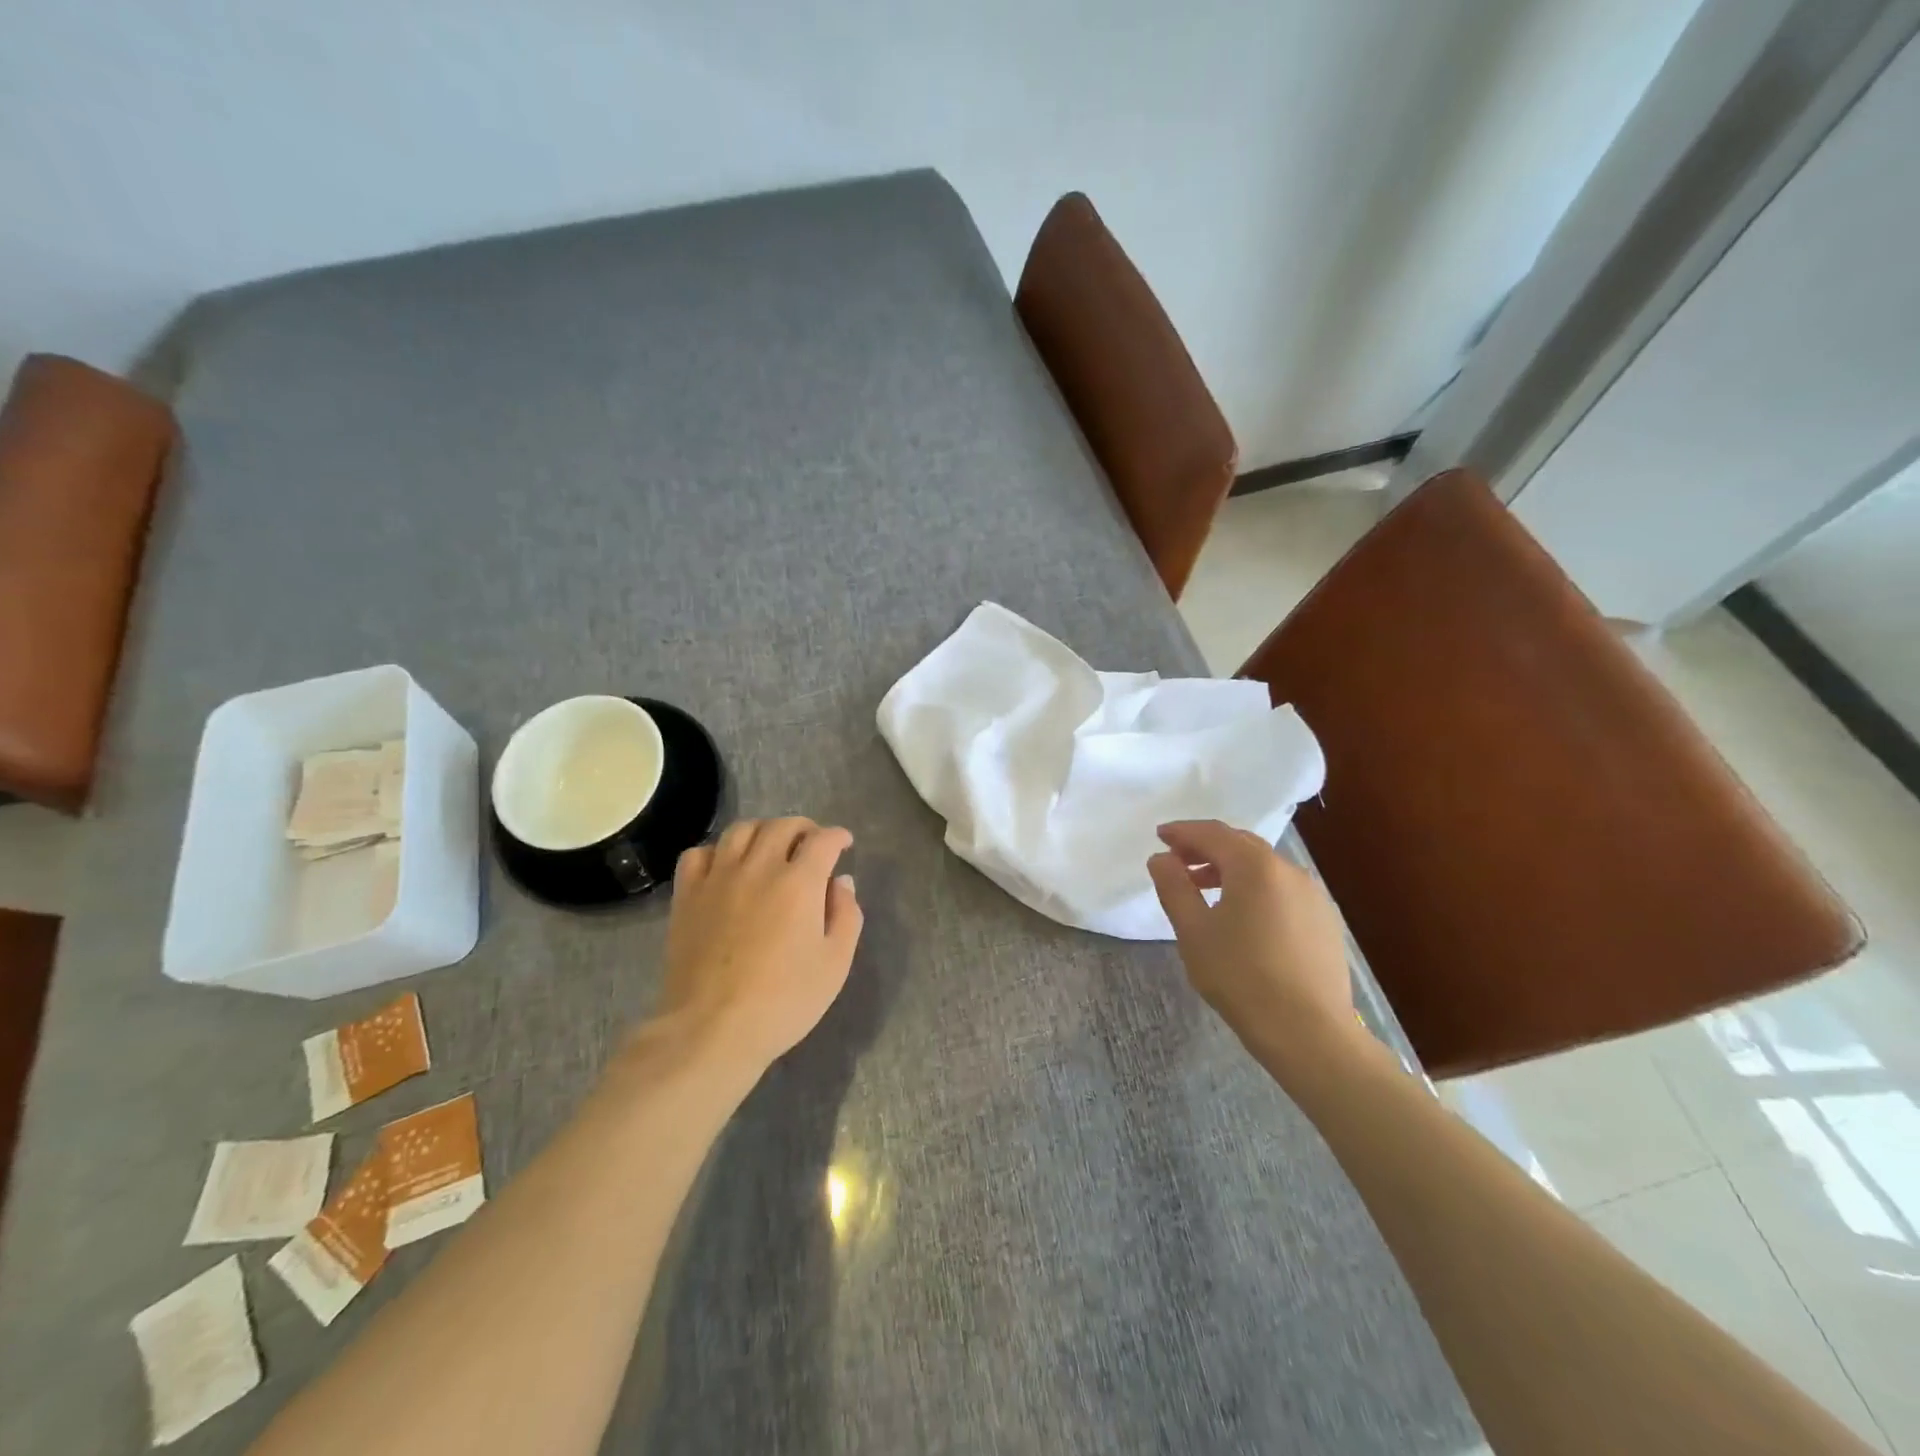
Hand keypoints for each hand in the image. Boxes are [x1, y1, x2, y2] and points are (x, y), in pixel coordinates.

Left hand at [655, 817, 862, 1075]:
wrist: (711, 1030)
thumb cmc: (784, 1001)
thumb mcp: (835, 963)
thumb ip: (846, 914)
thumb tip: (840, 881)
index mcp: (799, 882)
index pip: (822, 840)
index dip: (838, 836)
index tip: (844, 843)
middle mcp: (758, 867)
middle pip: (781, 826)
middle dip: (804, 828)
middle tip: (812, 844)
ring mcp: (718, 878)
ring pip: (740, 830)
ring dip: (762, 831)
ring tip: (770, 848)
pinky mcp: (687, 896)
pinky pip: (699, 854)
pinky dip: (717, 852)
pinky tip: (726, 868)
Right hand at [1146, 820, 1357, 1061]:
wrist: (1309, 1032)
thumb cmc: (1241, 976)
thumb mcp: (1193, 931)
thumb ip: (1174, 887)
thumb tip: (1161, 859)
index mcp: (1254, 866)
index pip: (1212, 833)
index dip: (1182, 832)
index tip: (1160, 836)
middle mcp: (1288, 870)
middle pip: (1241, 844)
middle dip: (1206, 847)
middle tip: (1177, 860)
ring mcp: (1312, 895)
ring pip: (1263, 867)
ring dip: (1230, 869)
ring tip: (1204, 889)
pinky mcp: (1324, 920)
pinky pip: (1281, 889)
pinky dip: (1255, 888)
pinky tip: (1242, 916)